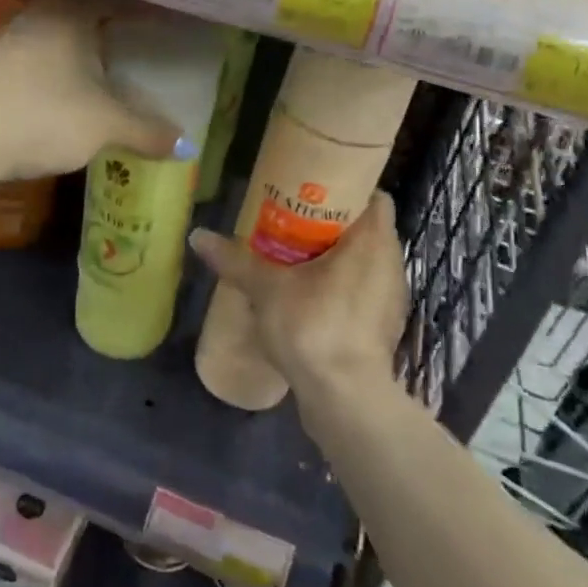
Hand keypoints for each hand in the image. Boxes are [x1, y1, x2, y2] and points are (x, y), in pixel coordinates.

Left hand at [0, 0, 184, 183]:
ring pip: (65, 29)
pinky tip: (79, 81)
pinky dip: (71, 60)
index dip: (153, 1)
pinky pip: (48, 51)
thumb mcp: (103, 125)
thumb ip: (146, 130)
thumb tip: (187, 145)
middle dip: (122, 19)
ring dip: (92, 41)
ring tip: (121, 56)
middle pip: (91, 5)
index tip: (179, 9)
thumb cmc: (39, 116)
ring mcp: (14, 37)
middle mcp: (41, 12)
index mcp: (71, 9)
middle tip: (154, 31)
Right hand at [189, 192, 407, 406]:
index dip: (347, 188)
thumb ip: (235, 259)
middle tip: (294, 221)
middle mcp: (390, 264)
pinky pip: (364, 292)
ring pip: (365, 262)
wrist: (346, 398)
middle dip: (332, 224)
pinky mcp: (383, 328)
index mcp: (373, 241)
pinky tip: (311, 297)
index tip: (313, 190)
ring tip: (297, 258)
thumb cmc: (314, 326)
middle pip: (366, 229)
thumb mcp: (266, 288)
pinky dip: (342, 287)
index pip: (373, 197)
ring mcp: (390, 299)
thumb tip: (197, 236)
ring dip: (337, 258)